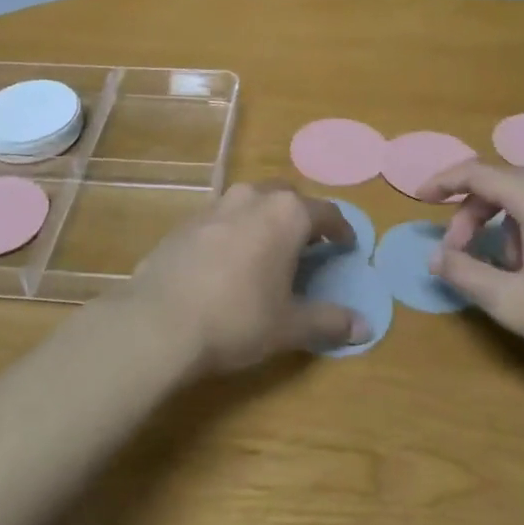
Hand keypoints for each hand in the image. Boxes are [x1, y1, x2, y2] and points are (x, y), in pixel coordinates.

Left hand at [120, 183, 366, 374]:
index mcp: (285, 214)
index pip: (325, 212)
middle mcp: (250, 199)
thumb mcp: (289, 326)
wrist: (158, 323)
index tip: (346, 245)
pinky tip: (227, 262)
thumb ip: (329, 321)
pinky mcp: (183, 224)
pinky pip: (219, 219)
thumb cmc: (237, 319)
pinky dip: (232, 232)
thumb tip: (365, 327)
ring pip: (249, 202)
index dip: (340, 229)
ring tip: (267, 250)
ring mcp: (212, 207)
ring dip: (263, 219)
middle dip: (300, 215)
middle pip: (285, 196)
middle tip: (307, 244)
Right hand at [420, 161, 523, 396]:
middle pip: (505, 183)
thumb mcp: (516, 304)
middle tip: (460, 254)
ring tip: (505, 271)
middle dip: (473, 214)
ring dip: (505, 224)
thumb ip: (466, 273)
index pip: (477, 173)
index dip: (443, 183)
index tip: (419, 200)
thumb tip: (436, 255)